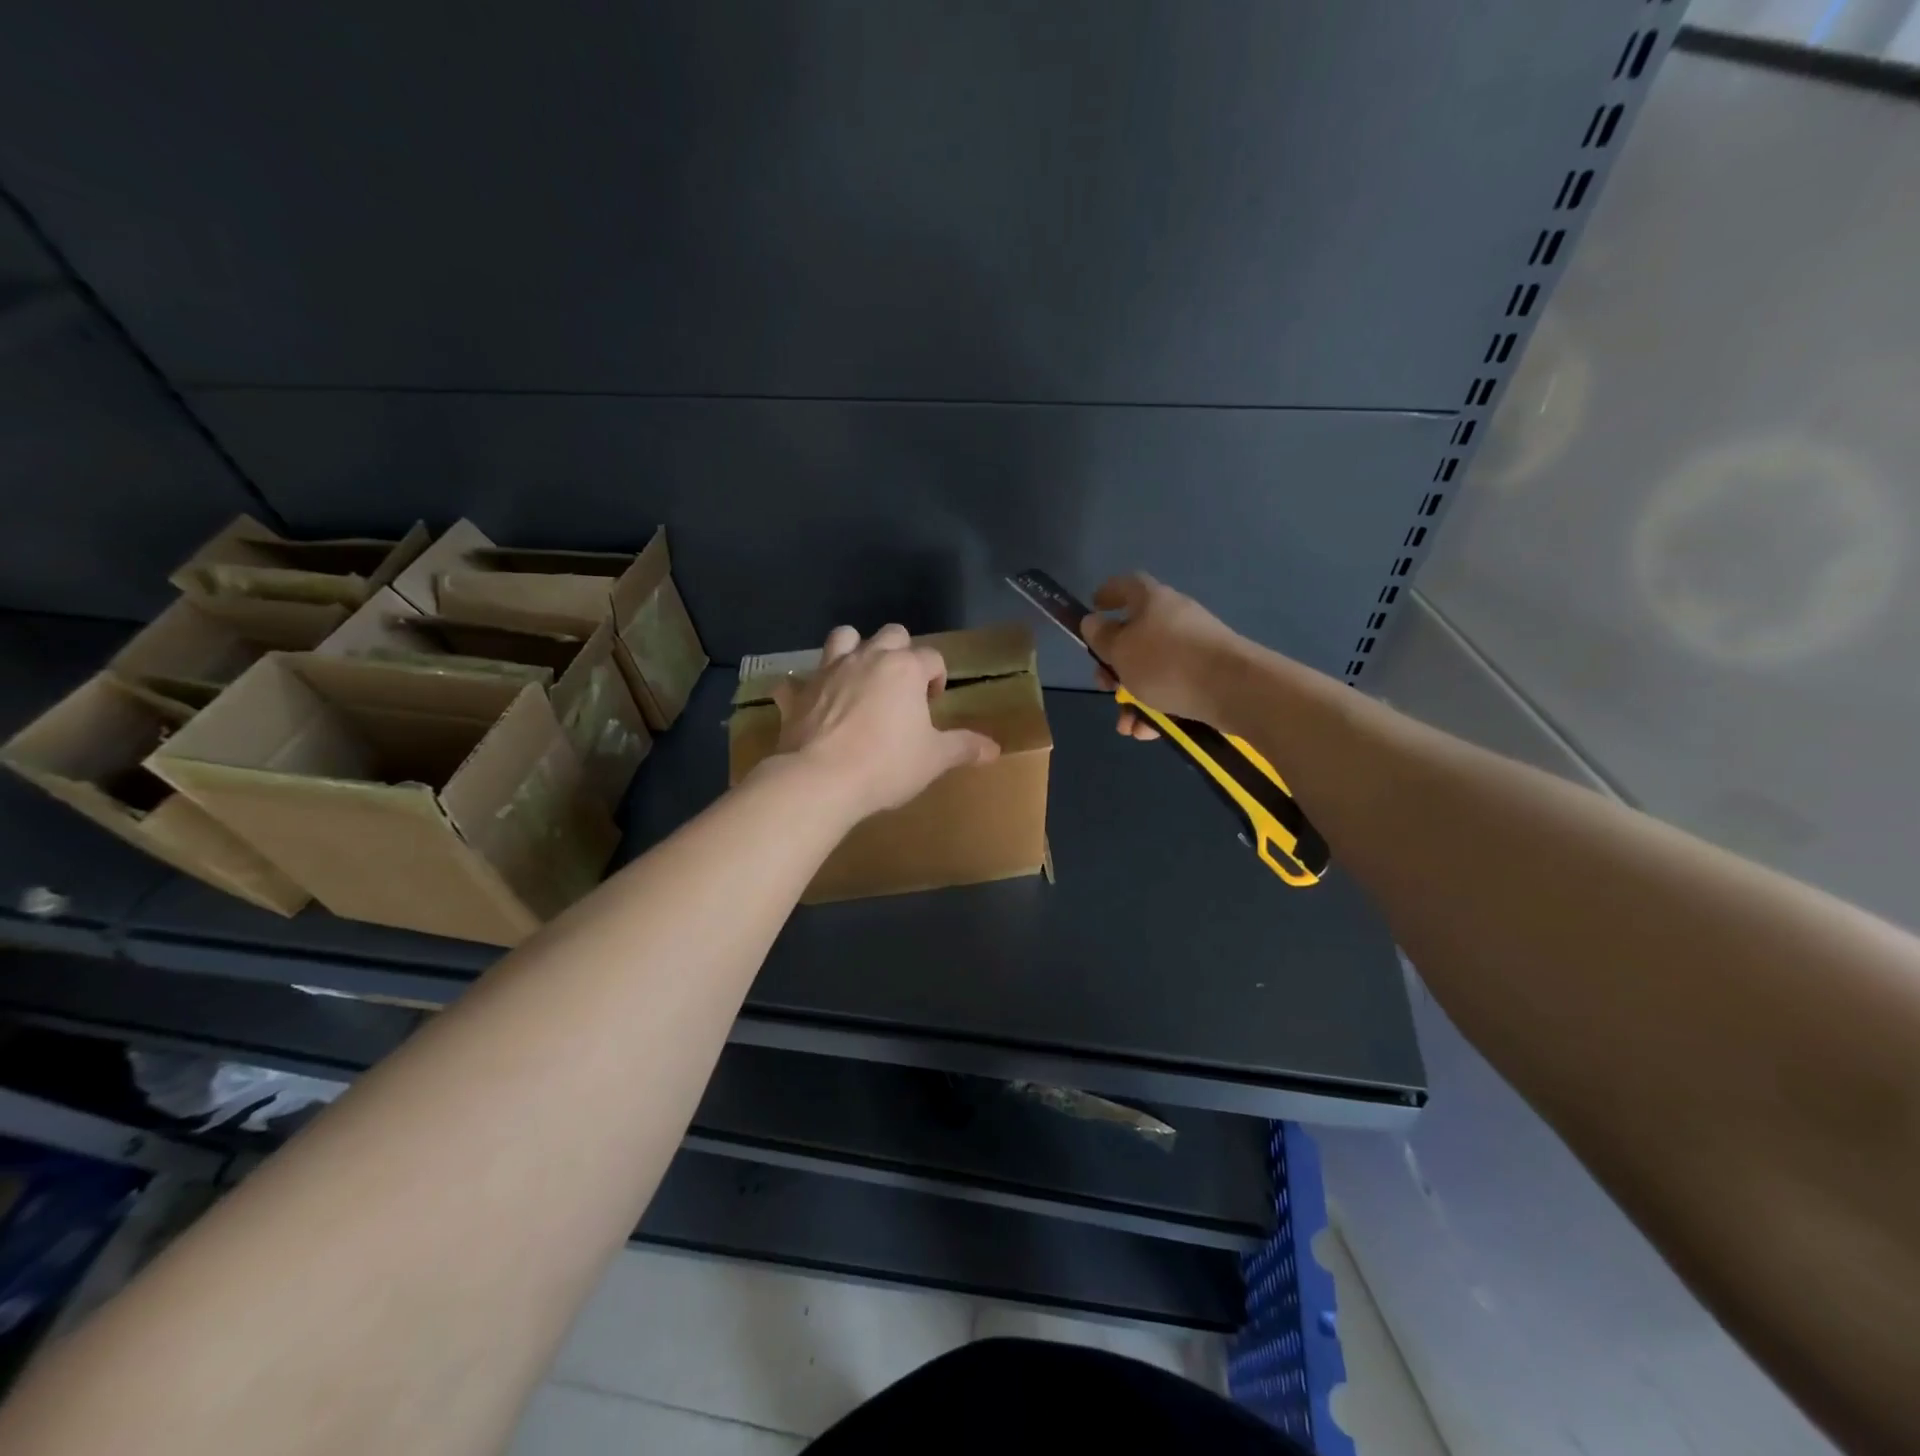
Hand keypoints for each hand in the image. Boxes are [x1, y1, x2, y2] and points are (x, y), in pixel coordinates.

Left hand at [771, 623, 1000, 817]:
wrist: (821, 780)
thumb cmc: (886, 764)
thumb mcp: (933, 759)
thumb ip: (963, 748)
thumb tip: (994, 749)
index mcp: (904, 669)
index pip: (932, 657)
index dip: (937, 677)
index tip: (933, 704)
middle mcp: (867, 658)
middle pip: (891, 634)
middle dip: (900, 652)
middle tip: (902, 688)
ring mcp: (828, 672)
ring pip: (842, 638)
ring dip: (853, 649)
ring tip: (860, 679)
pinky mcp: (798, 694)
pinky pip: (796, 681)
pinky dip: (804, 689)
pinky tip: (809, 704)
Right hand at [1080, 573, 1245, 739]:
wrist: (1234, 689)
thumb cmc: (1167, 663)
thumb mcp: (1121, 651)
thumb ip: (1101, 638)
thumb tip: (1093, 622)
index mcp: (1152, 601)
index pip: (1127, 585)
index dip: (1108, 593)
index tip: (1094, 607)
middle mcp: (1175, 618)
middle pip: (1136, 635)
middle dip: (1115, 665)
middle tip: (1104, 685)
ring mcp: (1195, 647)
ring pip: (1153, 669)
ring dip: (1133, 696)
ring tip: (1126, 724)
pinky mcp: (1209, 674)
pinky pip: (1174, 688)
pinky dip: (1157, 708)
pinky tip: (1149, 731)